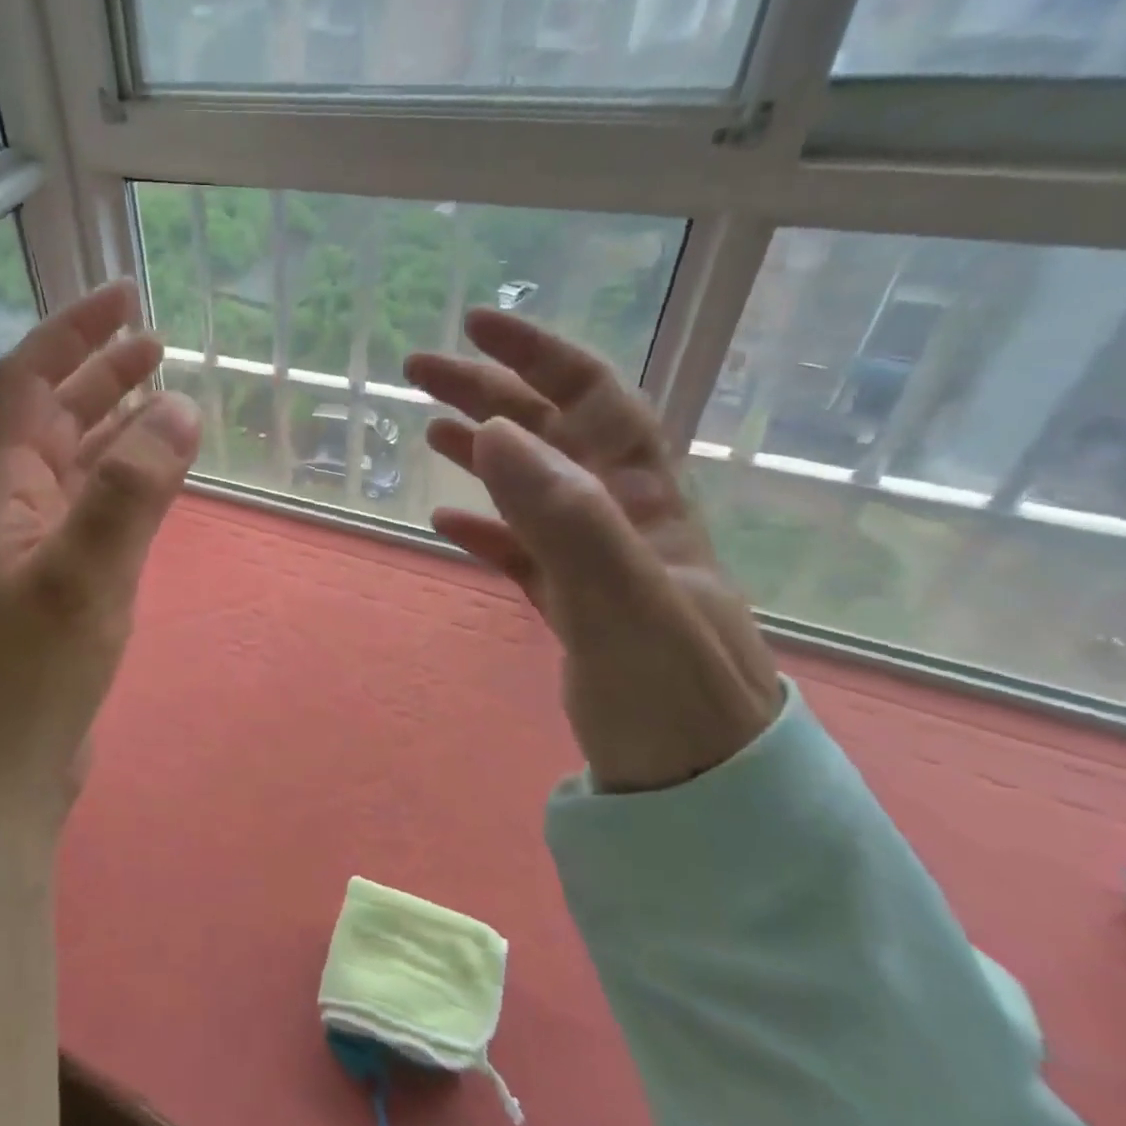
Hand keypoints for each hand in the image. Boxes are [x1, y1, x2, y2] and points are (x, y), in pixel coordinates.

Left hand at [0, 280, 200, 839]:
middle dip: (98, 373)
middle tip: (157, 343)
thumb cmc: (30, 678)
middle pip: (49, 416)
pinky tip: (148, 476)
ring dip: (110, 424)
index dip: (73, 333)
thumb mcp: (85, 576)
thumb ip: (131, 490)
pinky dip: (116, 481)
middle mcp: (0, 506)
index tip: (126, 298)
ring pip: (69, 463)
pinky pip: (84, 509)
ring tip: (161, 394)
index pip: (27, 382)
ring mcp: (22, 547)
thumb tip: (177, 405)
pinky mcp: (46, 584)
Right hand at [405, 310, 781, 792]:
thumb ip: (565, 515)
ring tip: (430, 427)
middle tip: (419, 372)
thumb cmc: (674, 699)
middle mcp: (624, 521)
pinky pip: (523, 550)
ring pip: (532, 487)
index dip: (537, 354)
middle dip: (489, 392)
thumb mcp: (623, 603)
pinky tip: (445, 521)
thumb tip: (496, 430)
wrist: (706, 798)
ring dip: (484, 449)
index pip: (594, 401)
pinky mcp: (575, 609)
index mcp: (646, 504)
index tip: (475, 327)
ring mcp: (597, 565)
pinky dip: (484, 528)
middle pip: (551, 435)